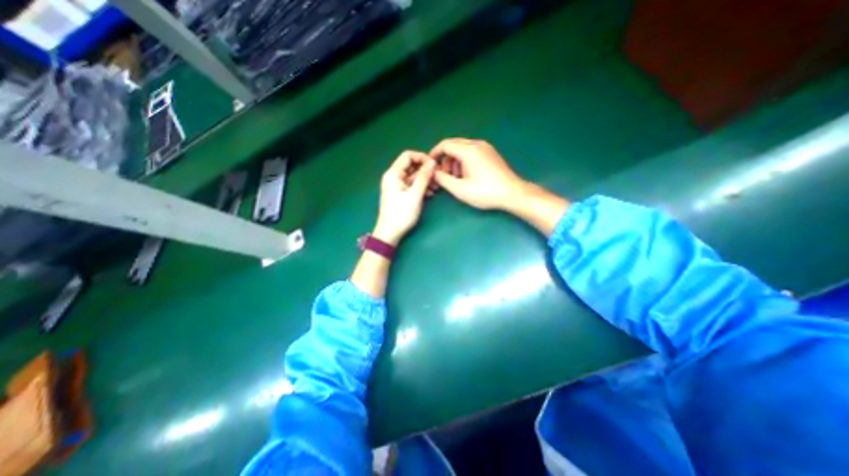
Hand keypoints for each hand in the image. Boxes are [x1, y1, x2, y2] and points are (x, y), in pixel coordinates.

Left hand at [373, 151, 436, 244]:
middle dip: (426, 170)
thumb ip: (424, 177)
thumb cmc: (401, 214)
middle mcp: (394, 177)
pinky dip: (421, 187)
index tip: (434, 165)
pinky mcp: (401, 194)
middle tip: (438, 177)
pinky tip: (431, 193)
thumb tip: (433, 162)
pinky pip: (412, 185)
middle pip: (411, 166)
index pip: (408, 156)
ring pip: (413, 177)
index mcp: (393, 174)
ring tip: (437, 187)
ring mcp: (397, 186)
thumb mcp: (415, 195)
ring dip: (425, 180)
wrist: (390, 233)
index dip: (422, 157)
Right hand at [432, 138, 525, 209]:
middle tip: (444, 176)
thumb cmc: (485, 192)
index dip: (434, 153)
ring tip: (456, 179)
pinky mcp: (491, 153)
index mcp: (468, 150)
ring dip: (455, 161)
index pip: (445, 144)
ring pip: (463, 149)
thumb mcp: (460, 189)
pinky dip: (464, 161)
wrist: (512, 193)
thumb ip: (443, 179)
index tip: (430, 165)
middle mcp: (477, 144)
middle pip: (454, 145)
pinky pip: (472, 152)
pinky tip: (467, 175)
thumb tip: (433, 172)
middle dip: (445, 160)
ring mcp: (486, 147)